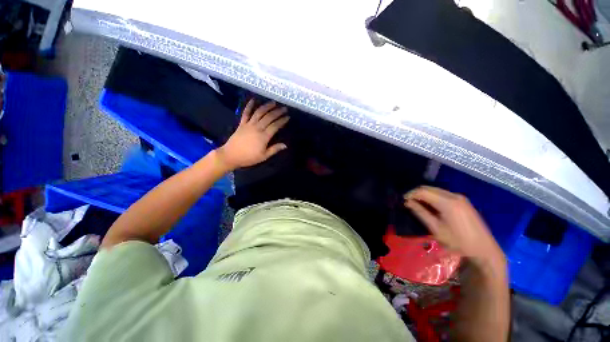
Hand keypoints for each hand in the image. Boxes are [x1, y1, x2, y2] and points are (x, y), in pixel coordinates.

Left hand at [217, 100, 289, 169]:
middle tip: (284, 108)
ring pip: (259, 113)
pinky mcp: (242, 123)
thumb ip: (274, 149)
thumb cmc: (249, 157)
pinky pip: (246, 113)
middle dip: (277, 112)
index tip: (288, 117)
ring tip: (273, 103)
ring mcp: (249, 124)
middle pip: (269, 117)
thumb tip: (285, 145)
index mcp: (264, 136)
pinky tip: (253, 100)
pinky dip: (249, 106)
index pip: (275, 126)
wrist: (231, 155)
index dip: (282, 121)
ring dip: (266, 106)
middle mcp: (257, 128)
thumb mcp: (264, 156)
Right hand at [404, 186, 504, 267]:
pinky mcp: (463, 201)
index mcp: (447, 202)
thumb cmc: (458, 241)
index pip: (423, 191)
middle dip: (416, 193)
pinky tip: (430, 206)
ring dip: (424, 195)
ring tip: (417, 204)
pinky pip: (443, 194)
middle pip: (429, 188)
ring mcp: (460, 197)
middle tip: (408, 202)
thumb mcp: (436, 229)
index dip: (411, 194)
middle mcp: (454, 195)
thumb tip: (408, 202)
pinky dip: (433, 197)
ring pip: (436, 190)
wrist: (484, 249)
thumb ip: (421, 213)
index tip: (403, 200)